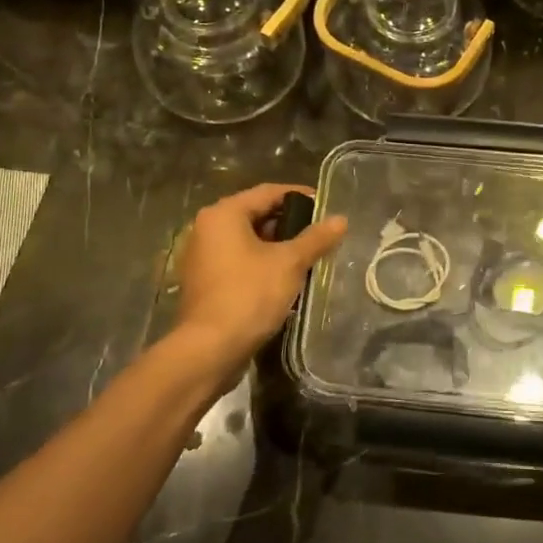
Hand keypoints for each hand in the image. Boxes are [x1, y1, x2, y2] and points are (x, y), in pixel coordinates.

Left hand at [170, 184, 346, 382]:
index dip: (300, 197)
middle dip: (290, 224)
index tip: (326, 207)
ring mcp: (202, 257)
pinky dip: (261, 265)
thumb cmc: (248, 295)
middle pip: (256, 215)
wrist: (209, 350)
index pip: (268, 192)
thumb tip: (341, 219)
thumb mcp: (289, 263)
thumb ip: (315, 239)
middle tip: (320, 235)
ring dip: (277, 247)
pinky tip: (285, 280)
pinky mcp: (204, 283)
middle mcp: (207, 229)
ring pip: (247, 242)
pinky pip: (238, 262)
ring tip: (308, 258)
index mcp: (223, 214)